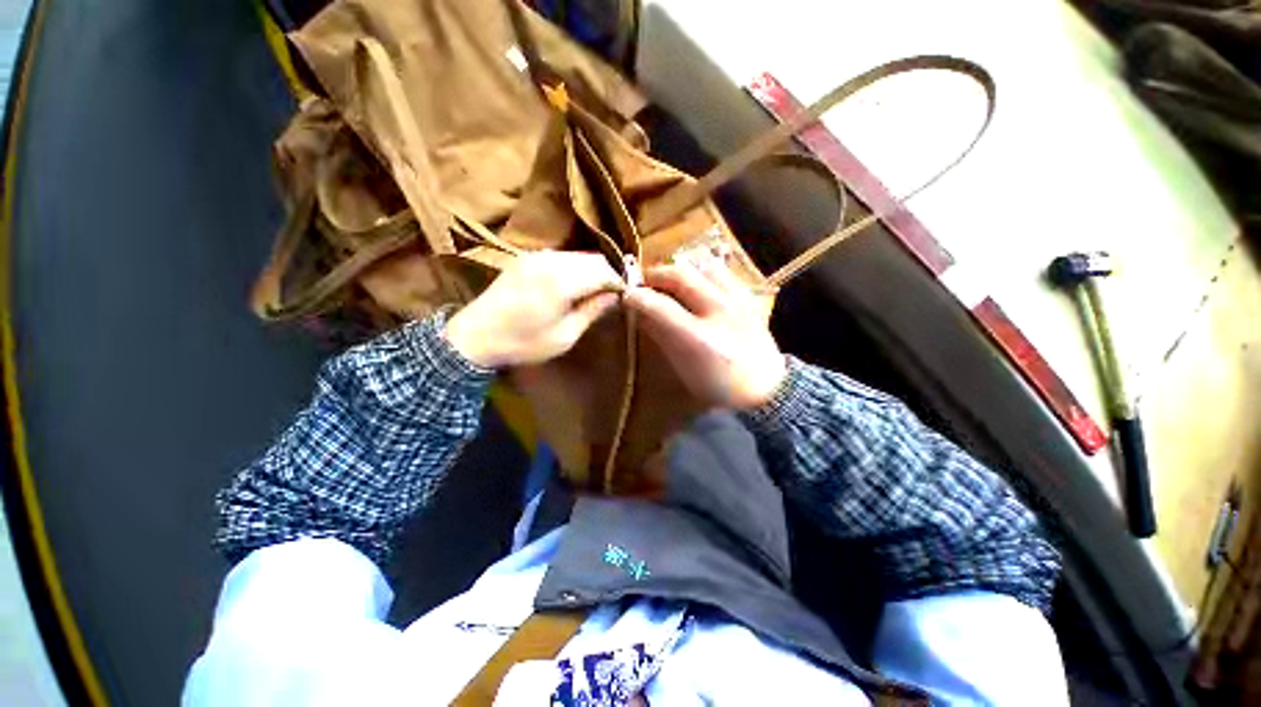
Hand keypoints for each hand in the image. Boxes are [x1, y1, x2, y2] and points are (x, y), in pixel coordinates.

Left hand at [445, 252, 621, 367]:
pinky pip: (563, 257)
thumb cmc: (522, 343)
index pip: (605, 271)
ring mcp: (537, 256)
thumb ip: (592, 311)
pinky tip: (577, 284)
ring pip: (579, 255)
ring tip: (600, 290)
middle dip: (610, 273)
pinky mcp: (527, 258)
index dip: (621, 281)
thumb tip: (615, 296)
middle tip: (618, 293)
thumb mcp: (564, 336)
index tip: (629, 295)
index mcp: (562, 281)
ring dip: (594, 269)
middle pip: (594, 258)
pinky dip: (577, 267)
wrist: (474, 336)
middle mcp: (551, 260)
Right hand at [625, 259, 786, 408]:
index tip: (627, 295)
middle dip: (656, 274)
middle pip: (680, 276)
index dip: (638, 297)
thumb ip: (661, 336)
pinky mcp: (748, 298)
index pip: (660, 305)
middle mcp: (717, 310)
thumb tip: (640, 313)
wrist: (766, 389)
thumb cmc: (718, 383)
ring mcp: (736, 300)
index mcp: (697, 336)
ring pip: (703, 266)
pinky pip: (722, 273)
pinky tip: (698, 283)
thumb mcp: (683, 365)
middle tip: (644, 282)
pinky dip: (703, 272)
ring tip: (670, 280)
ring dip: (680, 269)